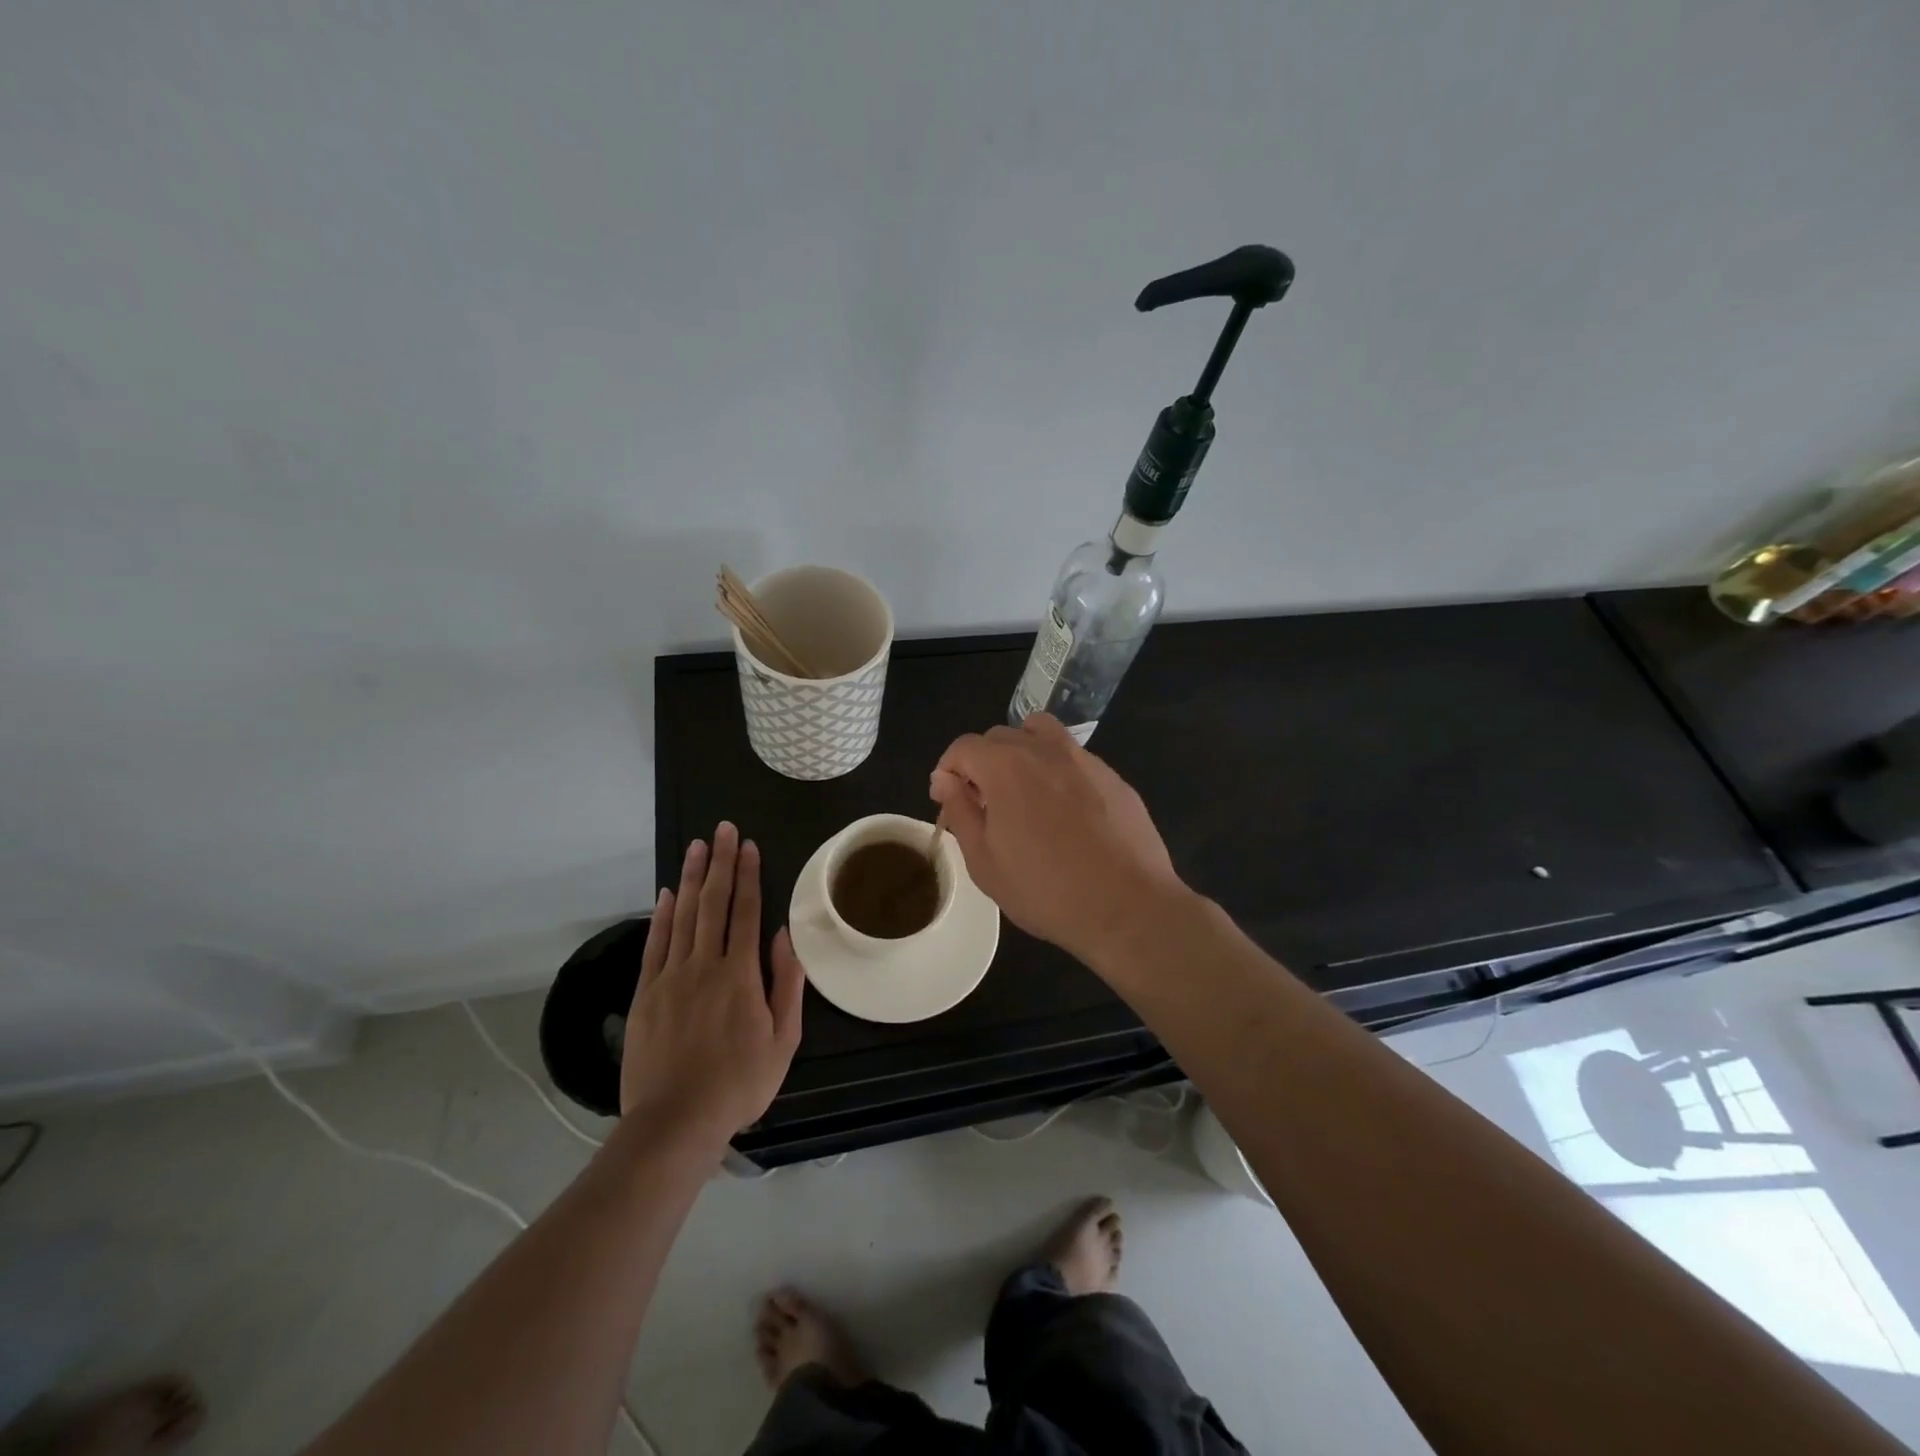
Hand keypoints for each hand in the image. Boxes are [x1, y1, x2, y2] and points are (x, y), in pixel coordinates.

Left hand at [620, 823, 805, 1146]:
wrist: (675, 1121)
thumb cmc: (739, 1083)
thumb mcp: (782, 1040)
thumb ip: (787, 985)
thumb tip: (785, 936)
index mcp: (740, 975)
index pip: (745, 912)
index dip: (748, 876)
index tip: (749, 846)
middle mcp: (705, 965)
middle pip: (713, 903)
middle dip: (720, 863)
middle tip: (723, 829)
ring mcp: (671, 977)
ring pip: (682, 916)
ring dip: (690, 878)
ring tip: (696, 847)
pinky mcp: (646, 994)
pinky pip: (655, 945)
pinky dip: (661, 916)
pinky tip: (666, 894)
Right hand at [929, 713, 1188, 966]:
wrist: (1128, 907)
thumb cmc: (1046, 891)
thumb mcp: (985, 862)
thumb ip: (960, 812)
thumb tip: (944, 780)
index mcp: (1005, 766)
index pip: (963, 747)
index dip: (948, 771)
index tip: (950, 802)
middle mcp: (1044, 750)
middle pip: (1000, 736)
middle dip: (982, 763)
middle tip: (985, 806)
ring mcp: (1085, 759)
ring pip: (1041, 735)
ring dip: (1022, 754)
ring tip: (1024, 795)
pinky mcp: (1114, 777)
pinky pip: (1075, 759)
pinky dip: (1058, 772)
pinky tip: (1067, 815)